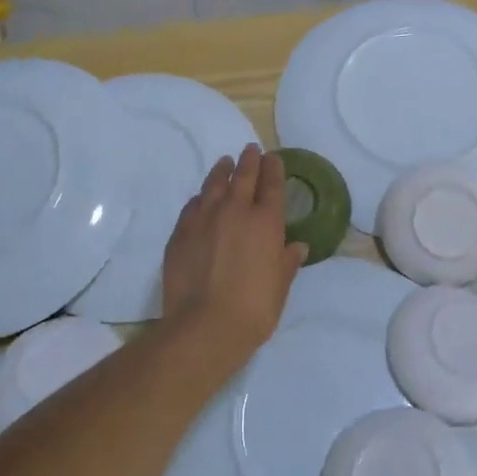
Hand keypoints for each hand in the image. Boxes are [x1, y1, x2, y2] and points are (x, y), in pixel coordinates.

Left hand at [162, 145, 305, 363]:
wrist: (205, 326)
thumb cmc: (254, 308)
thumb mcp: (280, 286)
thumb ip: (287, 262)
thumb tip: (296, 246)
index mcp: (266, 222)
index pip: (272, 184)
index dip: (273, 168)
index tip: (273, 157)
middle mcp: (235, 211)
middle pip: (243, 176)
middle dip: (249, 160)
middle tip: (251, 149)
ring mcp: (204, 219)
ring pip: (214, 184)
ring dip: (222, 171)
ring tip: (225, 163)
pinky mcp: (180, 233)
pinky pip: (192, 206)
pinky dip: (200, 198)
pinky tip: (201, 198)